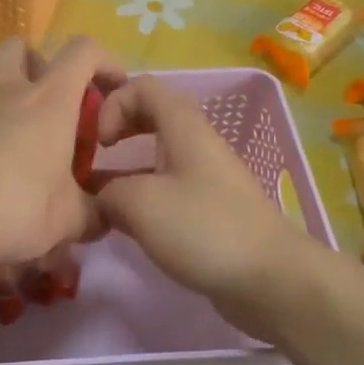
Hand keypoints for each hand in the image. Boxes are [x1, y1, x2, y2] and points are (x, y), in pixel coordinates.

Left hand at [0, 36, 123, 270]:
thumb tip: (105, 216)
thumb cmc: (15, 210)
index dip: (104, 59)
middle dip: (35, 62)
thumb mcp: (67, 220)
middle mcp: (6, 91)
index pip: (83, 51)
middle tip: (44, 99)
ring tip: (1, 117)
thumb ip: (92, 214)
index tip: (111, 86)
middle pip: (18, 46)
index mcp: (49, 102)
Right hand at [92, 76, 320, 340]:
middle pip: (151, 117)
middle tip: (92, 157)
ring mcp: (206, 178)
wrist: (271, 277)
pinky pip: (170, 190)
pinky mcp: (210, 211)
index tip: (99, 142)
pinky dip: (144, 199)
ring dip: (126, 171)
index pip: (143, 87)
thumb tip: (99, 198)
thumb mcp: (140, 204)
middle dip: (117, 131)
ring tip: (98, 199)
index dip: (113, 104)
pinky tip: (127, 226)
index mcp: (184, 127)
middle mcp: (196, 143)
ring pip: (158, 158)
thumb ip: (107, 192)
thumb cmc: (204, 228)